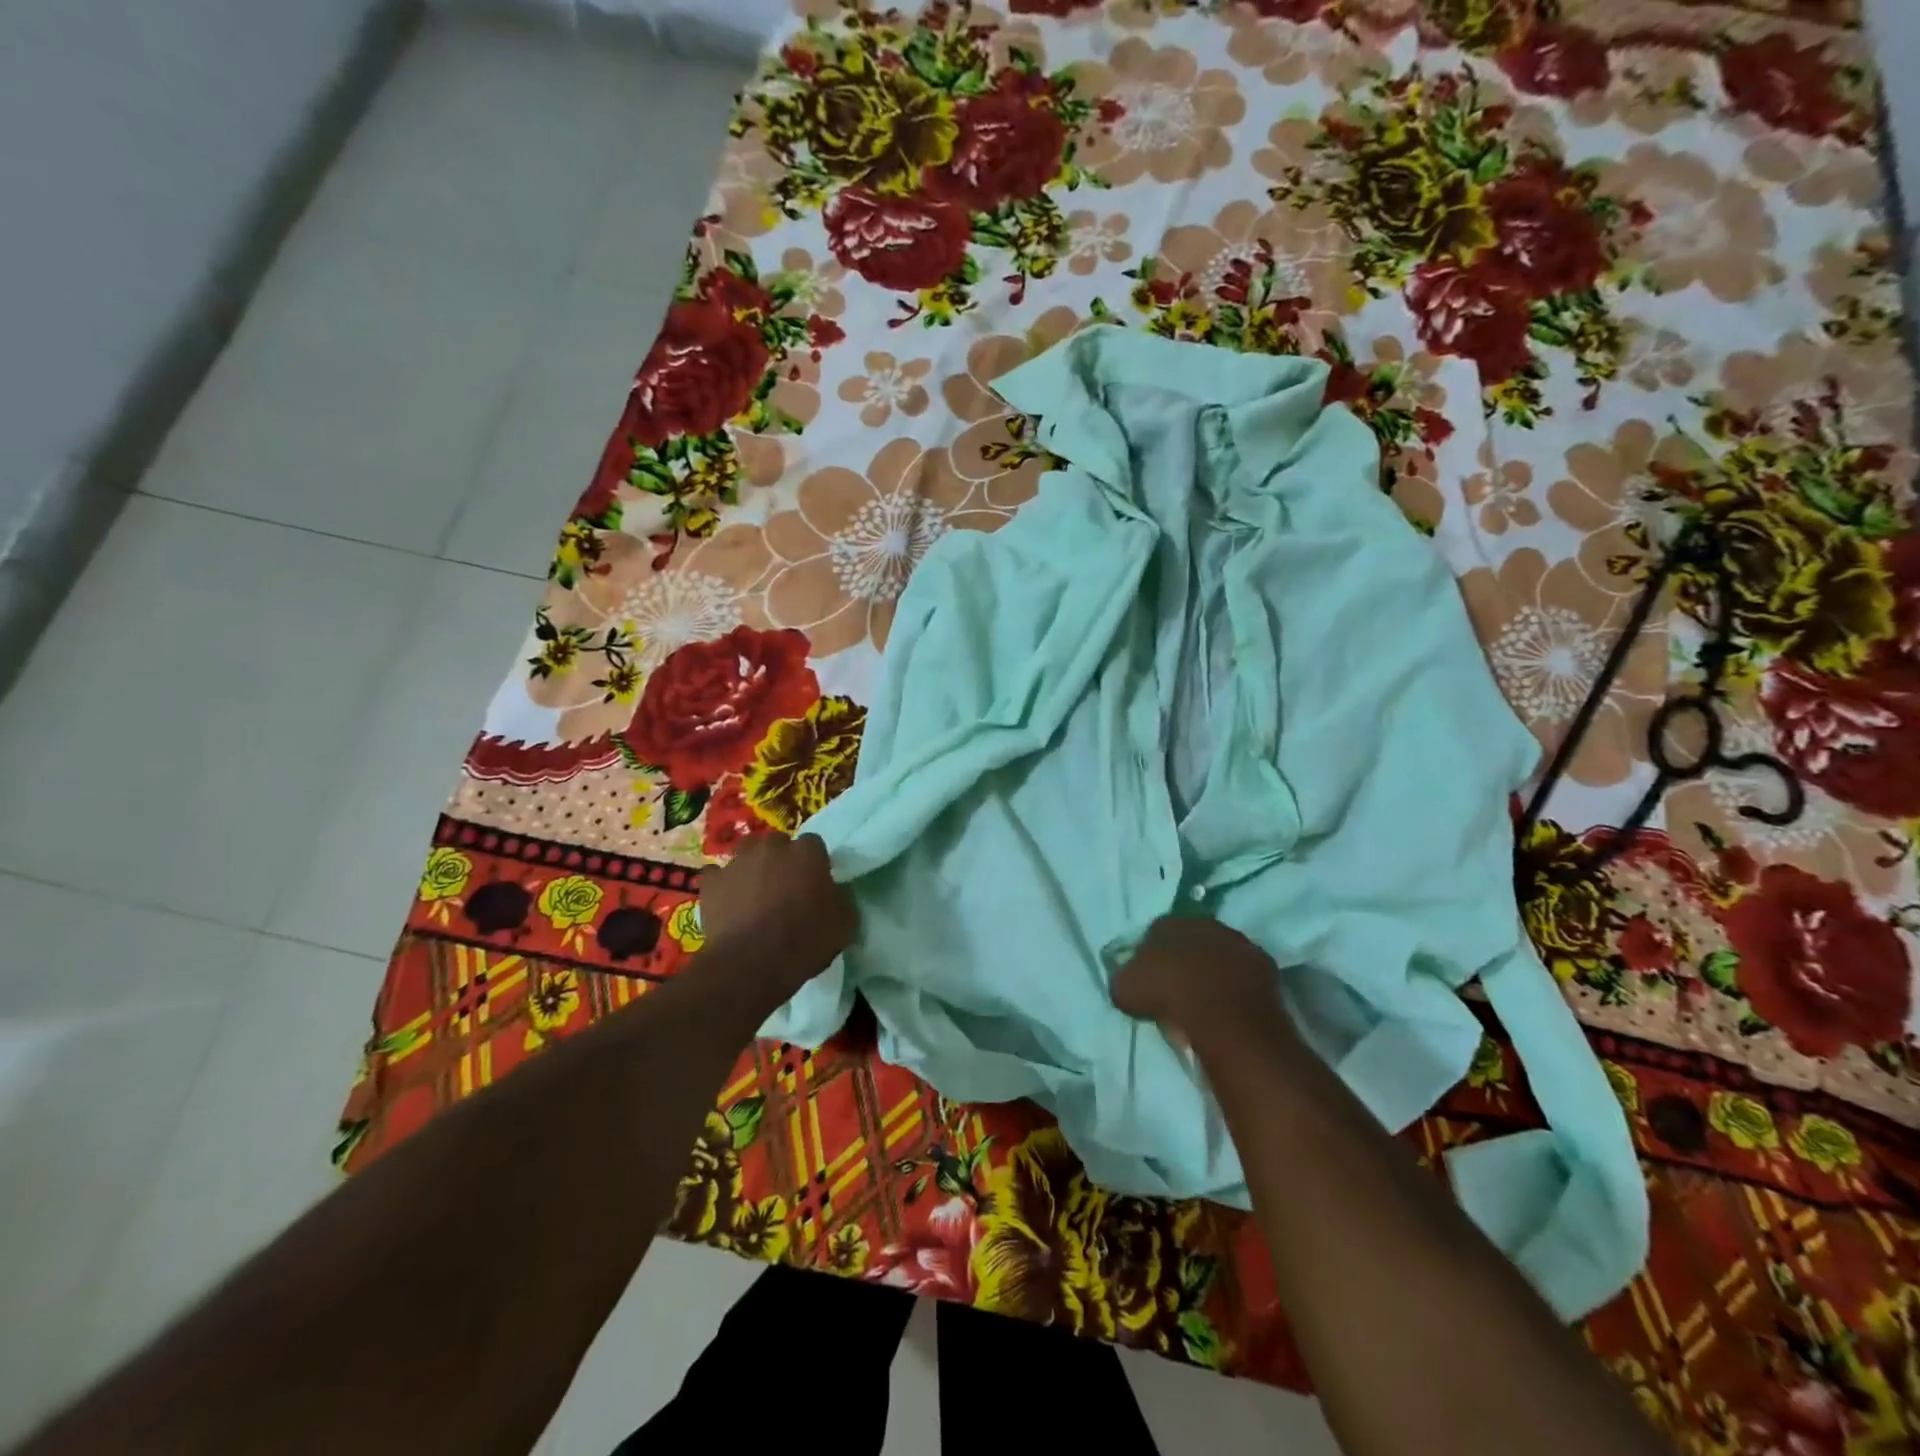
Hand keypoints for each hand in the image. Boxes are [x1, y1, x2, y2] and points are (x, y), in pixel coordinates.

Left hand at [697, 834, 855, 998]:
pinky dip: (722, 885)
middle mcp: (771, 847)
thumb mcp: (845, 924)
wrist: (751, 965)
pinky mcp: (711, 882)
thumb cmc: (804, 941)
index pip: (813, 844)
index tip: (814, 884)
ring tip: (755, 893)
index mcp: (807, 852)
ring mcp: (738, 862)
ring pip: (746, 853)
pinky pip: (717, 876)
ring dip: (752, 867)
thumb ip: (842, 900)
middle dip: (781, 860)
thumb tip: (836, 894)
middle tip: (785, 888)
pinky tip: (727, 902)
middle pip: (778, 843)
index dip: (813, 863)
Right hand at [1112, 915, 1296, 1055]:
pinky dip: (1238, 986)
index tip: (1151, 980)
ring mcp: (1237, 941)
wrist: (1221, 1013)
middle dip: (1186, 960)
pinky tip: (1231, 1006)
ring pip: (1220, 955)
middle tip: (1179, 990)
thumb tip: (1130, 981)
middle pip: (1191, 940)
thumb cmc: (1166, 995)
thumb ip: (1125, 978)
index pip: (1155, 933)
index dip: (1152, 957)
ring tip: (1207, 1001)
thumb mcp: (1125, 989)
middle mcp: (1203, 923)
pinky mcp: (1263, 964)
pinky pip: (1245, 974)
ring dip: (1214, 971)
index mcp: (1167, 922)